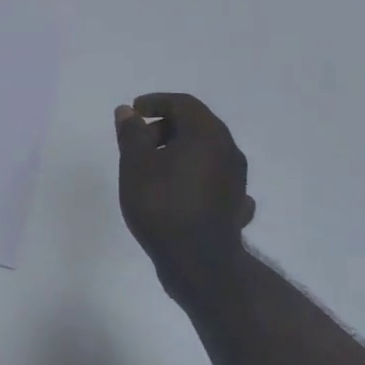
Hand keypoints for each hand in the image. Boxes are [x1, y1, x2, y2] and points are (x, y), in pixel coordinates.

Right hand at [116, 94, 256, 290]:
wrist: (198, 262)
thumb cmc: (162, 205)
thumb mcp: (136, 164)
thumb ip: (131, 133)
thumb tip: (128, 112)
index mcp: (208, 134)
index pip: (183, 103)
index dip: (155, 102)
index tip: (133, 112)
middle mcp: (229, 151)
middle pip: (197, 126)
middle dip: (165, 127)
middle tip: (138, 141)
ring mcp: (237, 179)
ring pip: (206, 153)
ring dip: (180, 151)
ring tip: (153, 168)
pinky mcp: (235, 204)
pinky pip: (213, 180)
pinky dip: (195, 177)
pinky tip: (182, 190)